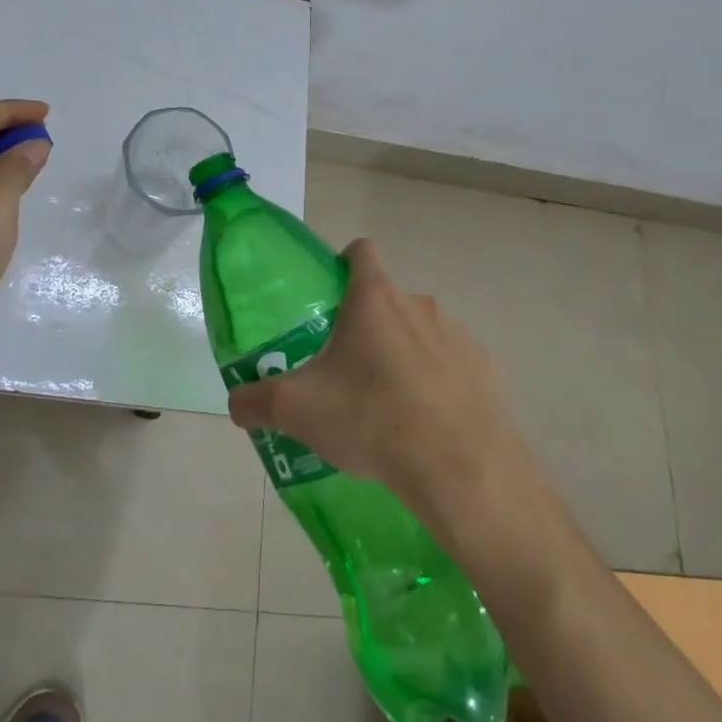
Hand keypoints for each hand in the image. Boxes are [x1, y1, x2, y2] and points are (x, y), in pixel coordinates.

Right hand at [224, 238, 535, 522]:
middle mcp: (419, 305)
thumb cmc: (372, 419)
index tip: (329, 298)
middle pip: (386, 300)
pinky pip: (451, 365)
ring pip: (419, 333)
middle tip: (344, 371)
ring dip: (401, 355)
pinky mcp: (485, 370)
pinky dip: (435, 384)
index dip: (343, 263)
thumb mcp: (297, 411)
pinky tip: (424, 425)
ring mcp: (458, 336)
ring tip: (385, 407)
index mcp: (374, 299)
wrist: (461, 470)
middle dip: (365, 326)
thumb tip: (236, 403)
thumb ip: (256, 401)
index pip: (361, 251)